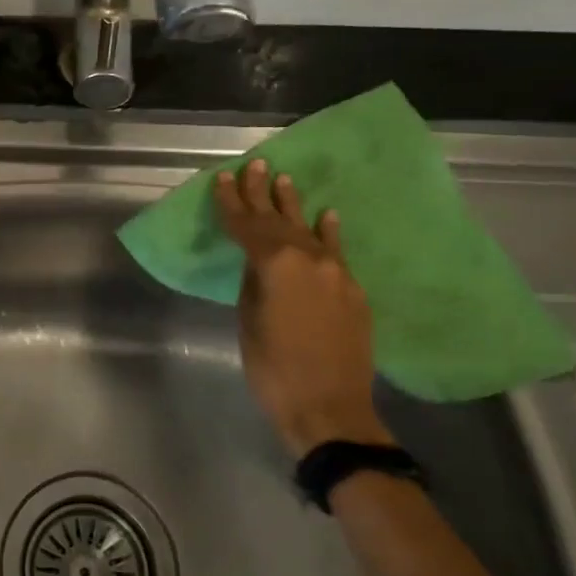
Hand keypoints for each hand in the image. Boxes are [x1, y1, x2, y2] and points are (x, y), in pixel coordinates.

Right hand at [213, 159, 392, 456]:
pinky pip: (338, 252)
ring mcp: (336, 273)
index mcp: (276, 265)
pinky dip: (330, 233)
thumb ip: (253, 282)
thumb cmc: (274, 369)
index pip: (247, 226)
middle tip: (254, 166)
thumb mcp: (249, 321)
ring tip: (284, 180)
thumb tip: (258, 262)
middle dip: (261, 194)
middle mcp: (309, 259)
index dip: (232, 203)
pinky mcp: (352, 291)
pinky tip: (328, 215)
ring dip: (294, 206)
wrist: (330, 409)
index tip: (223, 179)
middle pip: (279, 220)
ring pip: (309, 230)